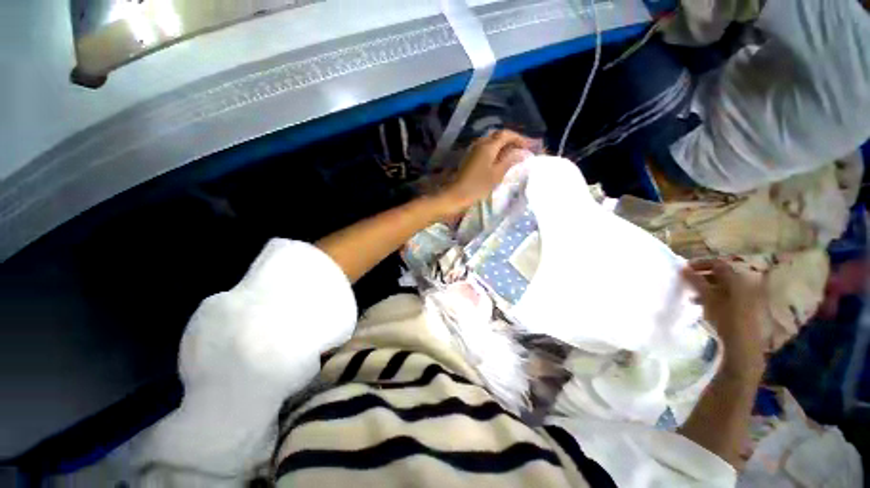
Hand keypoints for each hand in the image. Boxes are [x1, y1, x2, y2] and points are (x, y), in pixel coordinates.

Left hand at [439, 130, 533, 212]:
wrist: (456, 194)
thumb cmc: (477, 186)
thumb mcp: (496, 174)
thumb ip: (509, 161)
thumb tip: (521, 152)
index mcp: (488, 146)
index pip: (506, 134)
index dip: (519, 138)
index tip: (529, 146)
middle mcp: (479, 144)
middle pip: (497, 136)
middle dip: (511, 140)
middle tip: (521, 149)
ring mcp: (472, 150)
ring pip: (490, 142)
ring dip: (502, 145)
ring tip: (512, 154)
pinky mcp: (469, 158)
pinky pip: (484, 149)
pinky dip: (494, 151)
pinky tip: (498, 160)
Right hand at [682, 260, 764, 379]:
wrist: (743, 345)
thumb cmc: (725, 317)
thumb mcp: (708, 298)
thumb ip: (696, 281)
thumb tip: (682, 267)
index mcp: (737, 279)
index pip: (717, 264)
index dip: (700, 264)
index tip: (684, 269)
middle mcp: (744, 285)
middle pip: (721, 275)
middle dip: (702, 277)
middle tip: (686, 282)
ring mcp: (746, 299)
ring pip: (722, 287)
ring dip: (706, 288)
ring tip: (692, 296)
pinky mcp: (744, 310)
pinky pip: (726, 297)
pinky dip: (713, 298)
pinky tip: (703, 307)